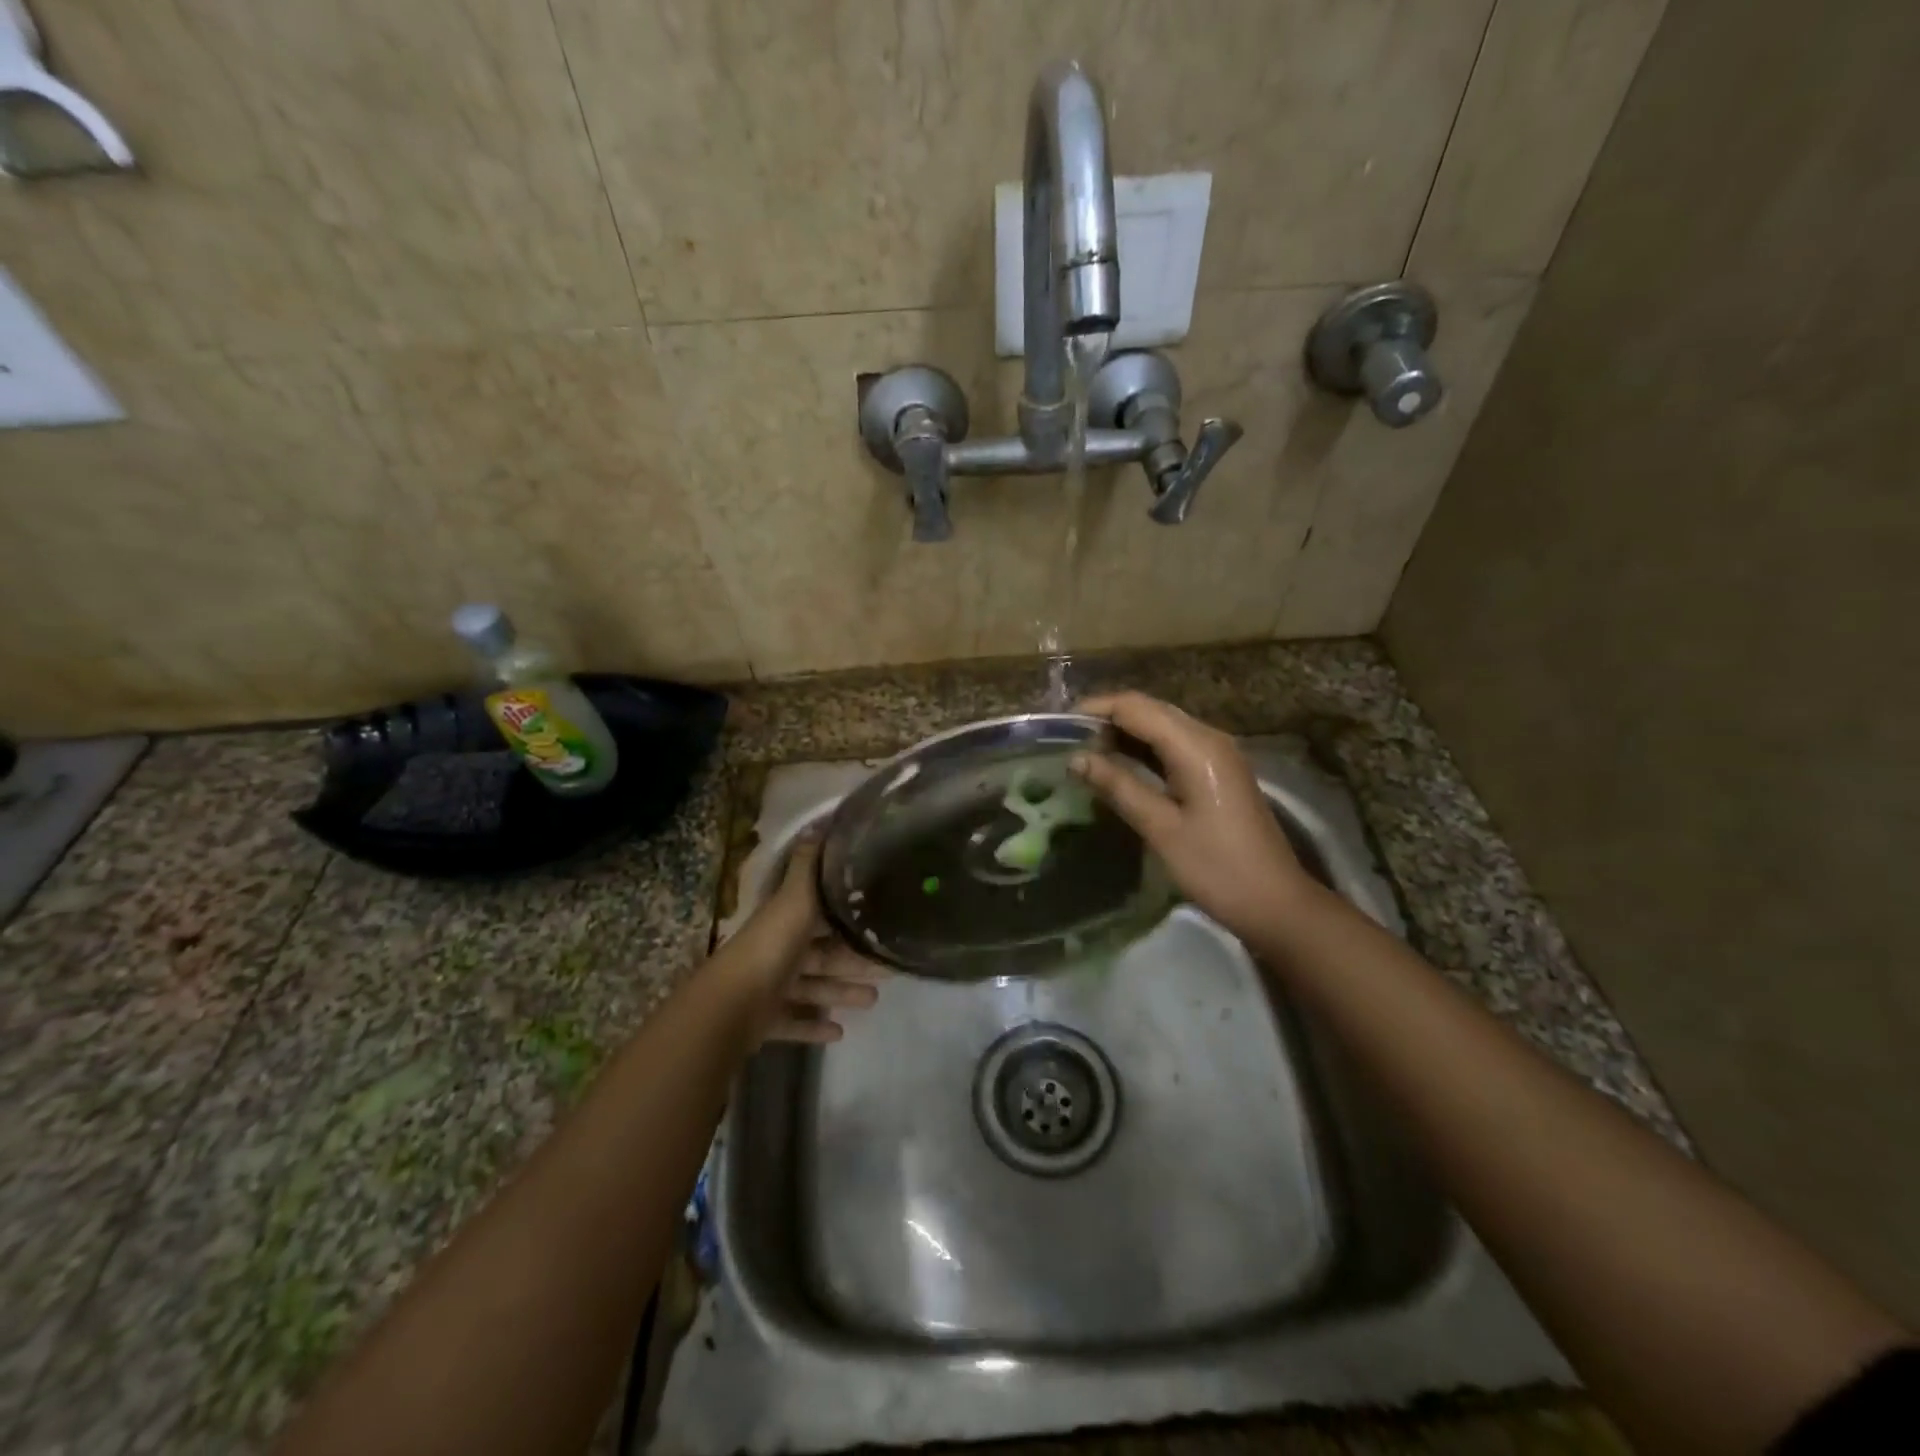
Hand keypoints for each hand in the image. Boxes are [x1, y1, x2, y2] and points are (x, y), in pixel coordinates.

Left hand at [726, 840, 886, 1045]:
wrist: (731, 1004)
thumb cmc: (771, 946)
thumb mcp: (795, 897)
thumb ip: (808, 865)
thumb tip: (819, 821)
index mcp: (786, 920)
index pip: (820, 913)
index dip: (846, 914)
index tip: (879, 916)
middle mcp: (779, 951)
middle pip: (823, 954)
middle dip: (854, 959)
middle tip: (889, 965)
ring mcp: (771, 988)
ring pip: (814, 988)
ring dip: (842, 991)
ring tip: (874, 999)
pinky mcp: (766, 1021)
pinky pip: (795, 1022)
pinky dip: (815, 1027)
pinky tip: (840, 1032)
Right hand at [1071, 692, 1314, 939]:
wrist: (1275, 902)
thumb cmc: (1216, 867)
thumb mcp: (1161, 828)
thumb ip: (1118, 786)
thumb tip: (1076, 759)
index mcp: (1196, 746)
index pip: (1136, 708)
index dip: (1096, 709)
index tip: (1059, 725)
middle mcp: (1208, 738)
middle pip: (1150, 710)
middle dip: (1107, 718)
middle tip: (1067, 739)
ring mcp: (1216, 754)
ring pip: (1161, 726)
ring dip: (1124, 733)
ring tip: (1084, 751)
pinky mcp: (1217, 772)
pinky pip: (1173, 745)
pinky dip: (1143, 749)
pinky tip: (1118, 765)